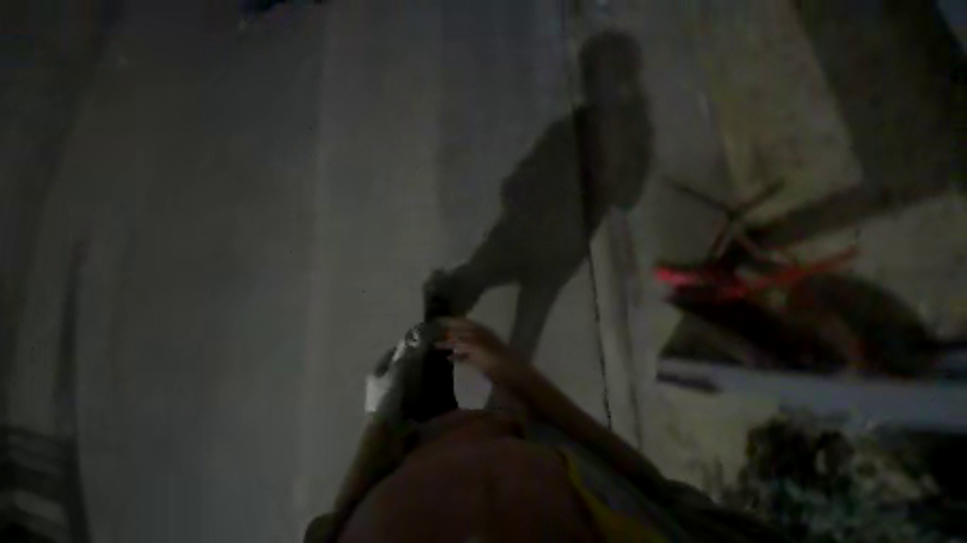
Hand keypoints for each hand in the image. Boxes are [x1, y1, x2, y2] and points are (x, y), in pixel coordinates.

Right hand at [437, 318, 518, 375]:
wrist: (514, 379)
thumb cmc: (496, 361)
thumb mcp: (477, 348)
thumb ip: (462, 341)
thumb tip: (447, 335)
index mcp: (480, 332)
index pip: (463, 322)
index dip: (450, 321)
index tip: (436, 321)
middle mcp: (481, 338)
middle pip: (462, 332)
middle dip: (448, 333)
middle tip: (432, 334)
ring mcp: (482, 350)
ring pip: (463, 344)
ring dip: (451, 344)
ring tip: (437, 346)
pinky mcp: (482, 362)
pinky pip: (466, 356)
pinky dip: (457, 356)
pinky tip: (449, 359)